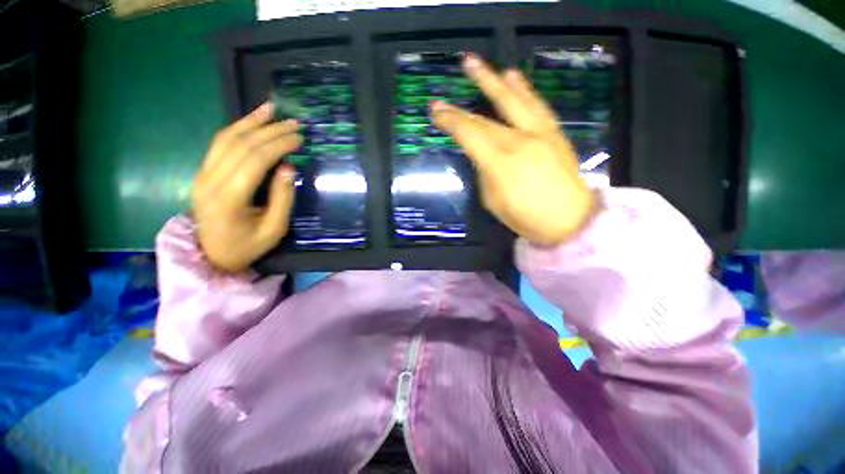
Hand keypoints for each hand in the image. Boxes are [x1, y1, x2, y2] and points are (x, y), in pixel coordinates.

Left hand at [192, 103, 302, 272]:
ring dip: (251, 121)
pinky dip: (237, 128)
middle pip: (241, 145)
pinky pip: (219, 144)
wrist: (211, 255)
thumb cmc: (247, 246)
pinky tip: (252, 120)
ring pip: (226, 138)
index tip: (299, 138)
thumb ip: (282, 198)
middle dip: (270, 130)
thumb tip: (288, 167)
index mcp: (229, 198)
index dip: (278, 145)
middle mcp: (211, 180)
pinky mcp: (203, 172)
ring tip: (271, 109)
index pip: (255, 160)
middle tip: (294, 123)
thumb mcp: (274, 229)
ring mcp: (203, 174)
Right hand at [430, 55, 596, 245]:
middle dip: (460, 110)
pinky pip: (536, 105)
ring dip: (490, 80)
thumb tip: (481, 156)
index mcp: (501, 164)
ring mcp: (540, 133)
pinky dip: (522, 88)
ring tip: (473, 63)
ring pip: (512, 100)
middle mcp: (519, 141)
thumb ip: (485, 174)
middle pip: (485, 120)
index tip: (435, 110)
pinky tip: (511, 75)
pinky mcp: (554, 132)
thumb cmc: (527, 218)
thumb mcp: (493, 202)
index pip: (470, 135)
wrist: (570, 219)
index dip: (451, 121)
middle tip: (442, 100)